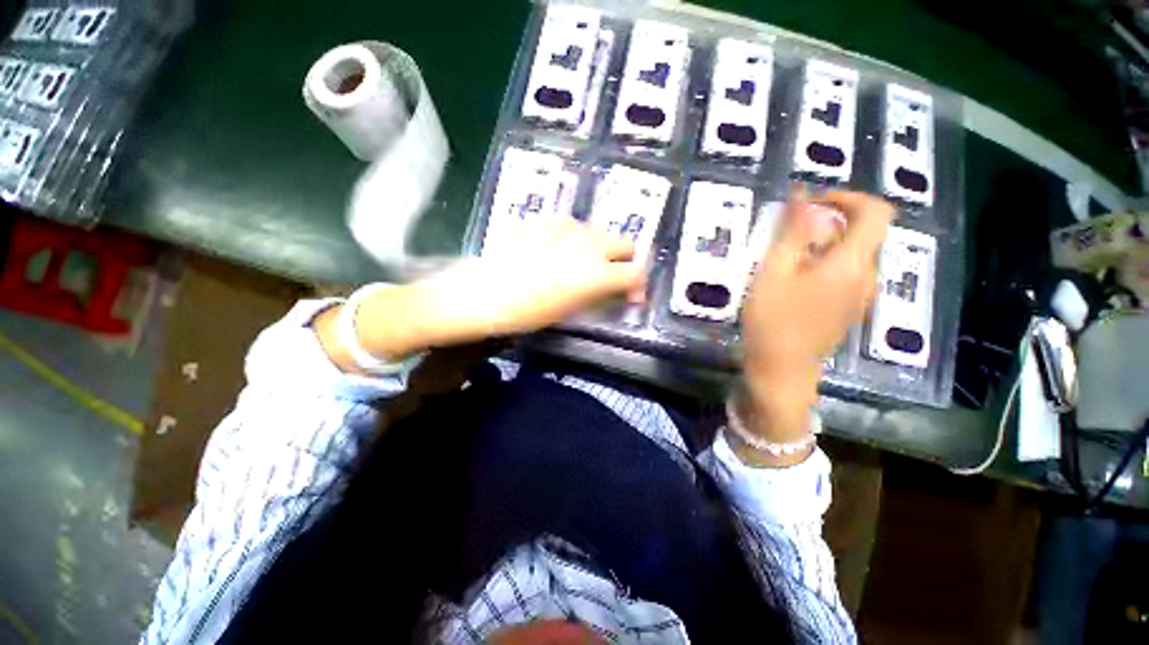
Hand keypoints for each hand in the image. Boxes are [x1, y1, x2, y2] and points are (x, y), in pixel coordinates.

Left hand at [320, 219, 644, 367]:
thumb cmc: (525, 313)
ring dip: (599, 250)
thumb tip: (614, 290)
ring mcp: (567, 227)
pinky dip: (575, 241)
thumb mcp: (569, 310)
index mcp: (597, 272)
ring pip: (599, 233)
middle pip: (626, 244)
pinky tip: (556, 254)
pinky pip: (573, 227)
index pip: (636, 272)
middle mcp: (589, 243)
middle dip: (623, 262)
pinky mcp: (546, 220)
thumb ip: (598, 295)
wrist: (480, 293)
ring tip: (578, 268)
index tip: (629, 297)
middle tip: (608, 279)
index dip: (638, 286)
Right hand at [739, 190, 893, 446]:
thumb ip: (791, 232)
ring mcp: (862, 295)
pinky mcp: (850, 308)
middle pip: (862, 232)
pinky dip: (824, 265)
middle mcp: (867, 276)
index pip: (876, 212)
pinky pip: (847, 274)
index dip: (848, 197)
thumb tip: (801, 195)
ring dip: (822, 246)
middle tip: (787, 235)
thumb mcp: (773, 272)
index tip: (814, 204)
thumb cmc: (772, 321)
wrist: (782, 370)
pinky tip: (794, 283)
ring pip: (852, 254)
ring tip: (784, 261)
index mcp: (852, 264)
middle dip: (826, 224)